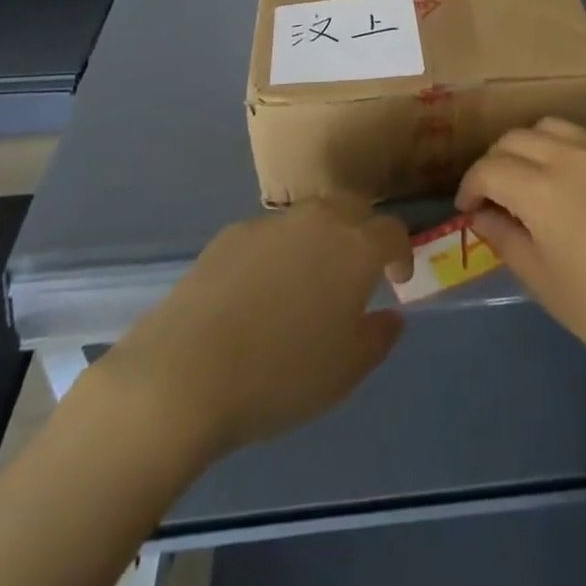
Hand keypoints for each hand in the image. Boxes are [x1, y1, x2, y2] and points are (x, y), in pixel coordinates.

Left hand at [93, 199, 410, 458]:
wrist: (185, 373)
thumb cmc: (280, 375)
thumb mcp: (345, 372)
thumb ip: (378, 337)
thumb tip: (393, 316)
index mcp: (354, 247)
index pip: (391, 231)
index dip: (400, 252)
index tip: (397, 279)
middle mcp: (318, 221)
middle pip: (352, 210)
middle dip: (362, 233)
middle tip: (357, 272)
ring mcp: (271, 224)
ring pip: (309, 218)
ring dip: (320, 239)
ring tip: (308, 281)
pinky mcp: (230, 235)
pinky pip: (269, 235)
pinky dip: (278, 252)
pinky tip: (260, 291)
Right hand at [457, 118, 585, 393]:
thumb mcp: (547, 285)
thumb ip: (507, 241)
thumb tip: (482, 215)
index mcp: (542, 189)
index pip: (489, 168)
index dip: (470, 186)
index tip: (468, 209)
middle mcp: (570, 156)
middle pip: (516, 139)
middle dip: (495, 163)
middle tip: (494, 197)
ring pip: (551, 127)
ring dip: (528, 147)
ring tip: (529, 181)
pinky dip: (563, 152)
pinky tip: (574, 189)